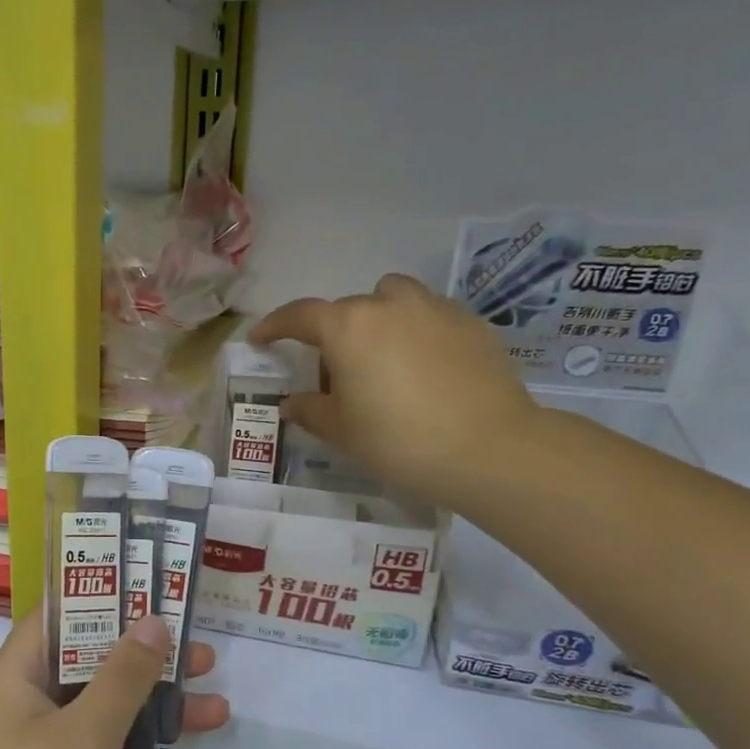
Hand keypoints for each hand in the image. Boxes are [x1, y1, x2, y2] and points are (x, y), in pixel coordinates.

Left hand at [0, 609, 228, 748]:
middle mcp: (21, 714)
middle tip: (205, 654)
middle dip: (147, 665)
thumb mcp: (86, 738)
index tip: (152, 589)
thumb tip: (151, 619)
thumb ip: (122, 677)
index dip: (102, 598)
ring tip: (219, 711)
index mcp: (12, 682)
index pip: (56, 619)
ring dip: (157, 720)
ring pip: (103, 725)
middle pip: (88, 671)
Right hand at [251, 273, 538, 508]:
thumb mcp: (341, 431)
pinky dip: (416, 332)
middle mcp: (388, 304)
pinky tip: (425, 370)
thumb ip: (310, 410)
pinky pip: (429, 316)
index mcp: (348, 327)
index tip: (261, 339)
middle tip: (335, 377)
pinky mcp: (471, 322)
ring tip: (383, 361)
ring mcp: (434, 308)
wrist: (489, 448)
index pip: (299, 315)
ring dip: (378, 321)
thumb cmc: (398, 440)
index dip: (274, 326)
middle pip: (348, 310)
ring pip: (393, 300)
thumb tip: (292, 403)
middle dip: (334, 336)